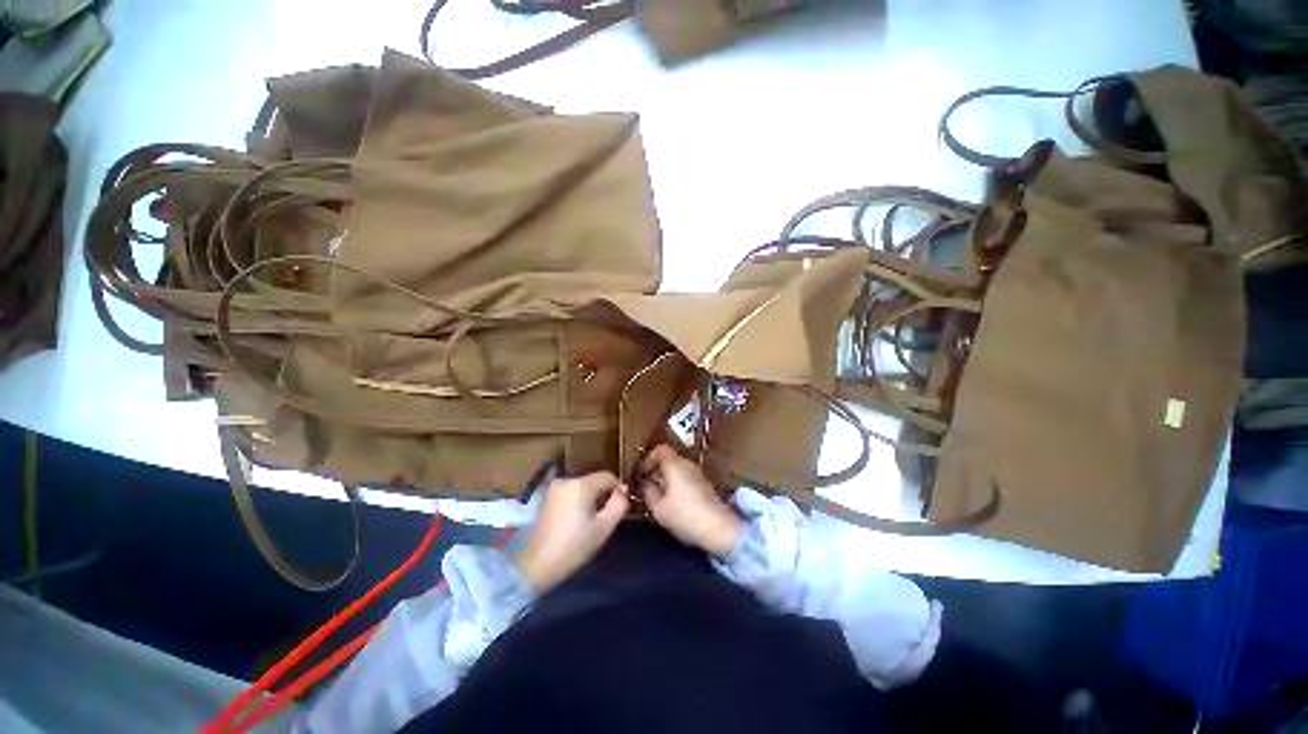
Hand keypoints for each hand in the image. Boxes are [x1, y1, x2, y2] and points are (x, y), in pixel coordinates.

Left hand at [514, 471, 629, 592]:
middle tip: (607, 516)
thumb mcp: (603, 527)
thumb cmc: (574, 546)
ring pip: (582, 487)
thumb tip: (623, 492)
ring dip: (591, 498)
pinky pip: (570, 493)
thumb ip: (619, 505)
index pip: (608, 476)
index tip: (622, 505)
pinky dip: (577, 501)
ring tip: (592, 520)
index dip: (619, 488)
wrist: (536, 565)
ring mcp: (553, 489)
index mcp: (581, 484)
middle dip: (604, 494)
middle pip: (594, 481)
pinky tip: (577, 520)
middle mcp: (566, 480)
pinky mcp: (546, 498)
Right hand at [638, 445, 740, 556]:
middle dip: (656, 470)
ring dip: (666, 479)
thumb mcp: (658, 507)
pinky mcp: (706, 485)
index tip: (641, 474)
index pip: (659, 449)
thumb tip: (644, 483)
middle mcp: (687, 463)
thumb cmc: (684, 515)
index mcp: (674, 464)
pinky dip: (677, 485)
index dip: (648, 459)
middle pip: (669, 459)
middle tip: (646, 486)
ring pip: (677, 469)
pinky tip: (674, 502)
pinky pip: (686, 478)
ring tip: (658, 496)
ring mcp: (698, 473)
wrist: (718, 528)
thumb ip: (648, 492)